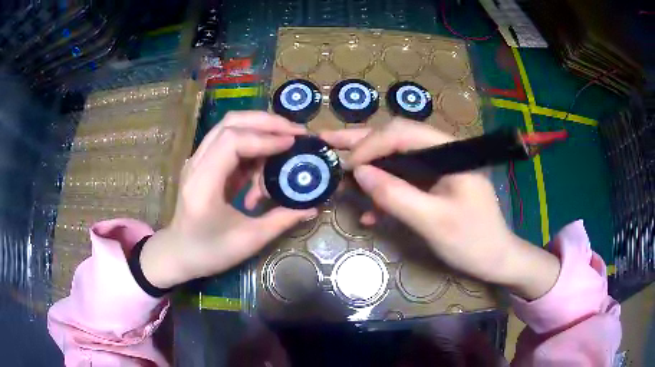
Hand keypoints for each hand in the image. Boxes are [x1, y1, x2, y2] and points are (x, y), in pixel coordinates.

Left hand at [140, 112, 316, 288]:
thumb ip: (282, 219)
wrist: (179, 253)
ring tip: (285, 143)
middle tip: (296, 132)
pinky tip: (266, 159)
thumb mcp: (249, 240)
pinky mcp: (203, 163)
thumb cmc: (210, 251)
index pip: (232, 141)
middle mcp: (197, 163)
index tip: (293, 143)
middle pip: (230, 123)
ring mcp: (198, 160)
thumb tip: (313, 206)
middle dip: (266, 122)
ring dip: (260, 130)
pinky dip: (252, 144)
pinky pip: (230, 141)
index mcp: (203, 183)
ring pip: (230, 127)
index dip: (265, 138)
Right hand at [321, 119, 559, 299]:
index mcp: (449, 151)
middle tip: (326, 141)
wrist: (496, 259)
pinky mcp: (433, 186)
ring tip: (339, 178)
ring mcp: (437, 169)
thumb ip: (396, 195)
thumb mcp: (433, 221)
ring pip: (395, 159)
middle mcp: (441, 153)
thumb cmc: (473, 241)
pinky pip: (403, 181)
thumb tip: (358, 173)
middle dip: (360, 142)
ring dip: (368, 170)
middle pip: (395, 138)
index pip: (402, 133)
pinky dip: (384, 192)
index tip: (348, 167)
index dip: (371, 145)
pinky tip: (369, 212)